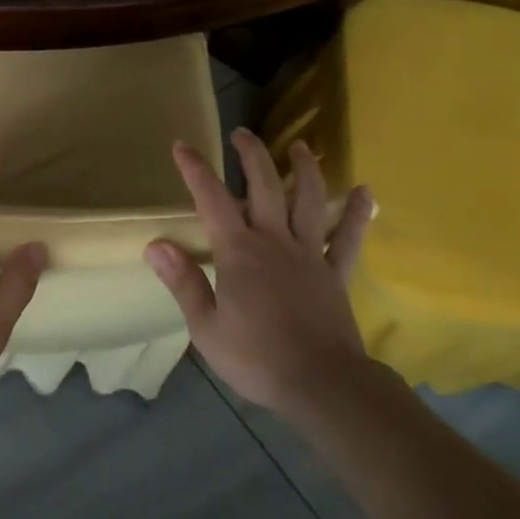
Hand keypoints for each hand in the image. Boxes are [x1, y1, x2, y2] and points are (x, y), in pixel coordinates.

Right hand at [146, 129, 375, 420]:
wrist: (322, 385)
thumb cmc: (257, 358)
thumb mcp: (206, 327)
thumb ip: (183, 282)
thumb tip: (155, 244)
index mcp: (238, 252)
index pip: (212, 199)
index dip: (196, 170)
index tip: (182, 146)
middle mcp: (274, 241)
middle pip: (265, 185)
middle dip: (251, 155)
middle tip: (241, 133)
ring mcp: (309, 254)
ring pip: (309, 200)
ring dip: (303, 169)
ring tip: (300, 147)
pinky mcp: (335, 273)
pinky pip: (347, 238)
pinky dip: (357, 213)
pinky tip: (364, 192)